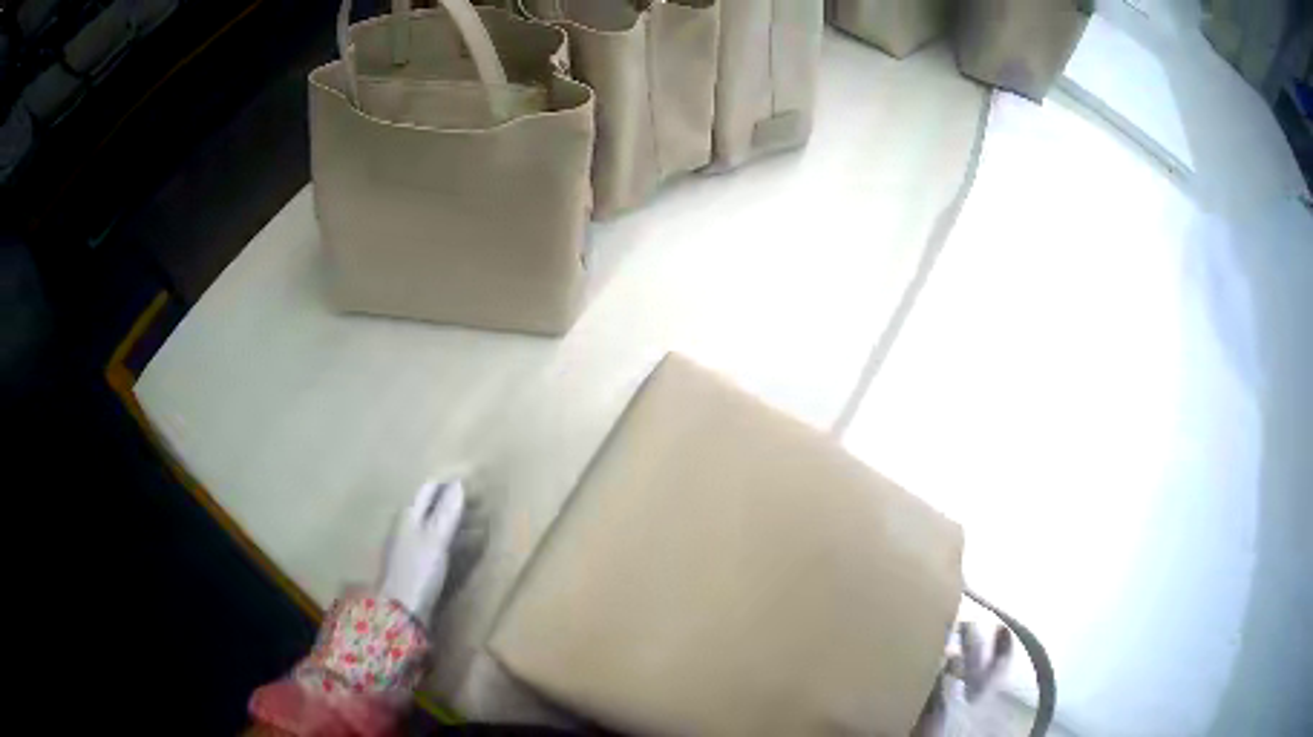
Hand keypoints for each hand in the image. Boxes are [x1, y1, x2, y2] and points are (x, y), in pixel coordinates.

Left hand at [378, 478, 465, 625]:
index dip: (448, 484)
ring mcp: (410, 546)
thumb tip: (458, 483)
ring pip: (434, 525)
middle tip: (480, 502)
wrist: (401, 610)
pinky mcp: (416, 564)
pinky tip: (463, 546)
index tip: (471, 482)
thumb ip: (446, 512)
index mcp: (409, 515)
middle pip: (430, 506)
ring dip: (454, 521)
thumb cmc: (418, 570)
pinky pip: (436, 542)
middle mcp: (407, 526)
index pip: (429, 489)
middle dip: (452, 501)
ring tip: (478, 523)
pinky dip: (451, 538)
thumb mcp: (436, 539)